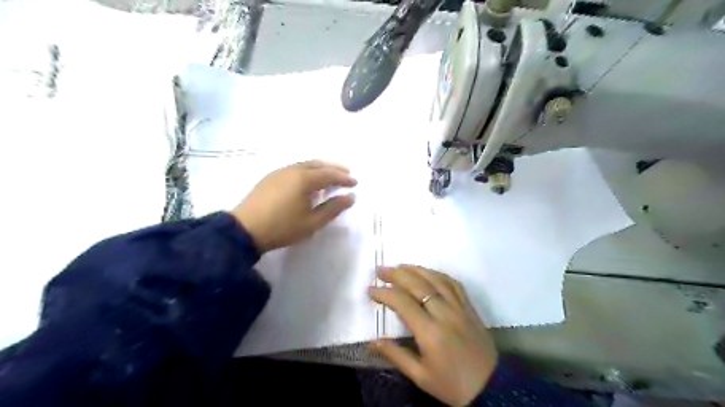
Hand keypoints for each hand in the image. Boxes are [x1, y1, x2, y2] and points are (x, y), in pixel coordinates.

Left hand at [232, 161, 355, 252]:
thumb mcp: (312, 222)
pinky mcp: (270, 178)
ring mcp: (279, 172)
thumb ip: (333, 208)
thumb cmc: (282, 228)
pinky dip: (307, 171)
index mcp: (304, 179)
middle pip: (318, 164)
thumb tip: (350, 198)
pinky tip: (308, 181)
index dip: (344, 178)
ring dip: (320, 168)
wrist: (244, 230)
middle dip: (334, 168)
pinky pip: (294, 168)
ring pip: (305, 164)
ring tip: (330, 176)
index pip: (330, 175)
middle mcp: (293, 170)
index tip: (355, 183)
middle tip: (347, 174)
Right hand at [369, 266, 499, 404]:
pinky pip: (452, 283)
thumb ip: (395, 355)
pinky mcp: (469, 307)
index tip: (370, 290)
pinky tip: (427, 272)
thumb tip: (371, 341)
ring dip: (415, 269)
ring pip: (435, 279)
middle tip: (381, 270)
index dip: (384, 293)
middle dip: (396, 275)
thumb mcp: (420, 376)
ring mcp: (459, 307)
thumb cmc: (453, 385)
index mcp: (430, 332)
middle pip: (418, 285)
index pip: (402, 303)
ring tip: (399, 266)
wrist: (492, 386)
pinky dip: (437, 274)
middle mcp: (444, 314)